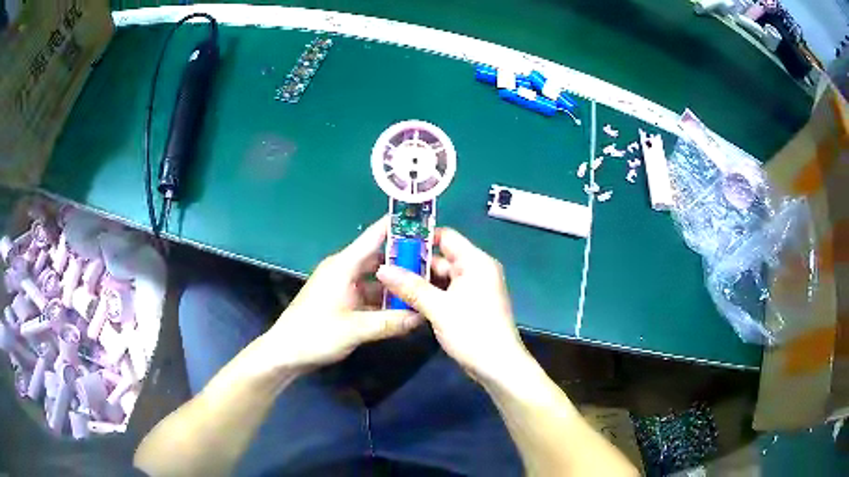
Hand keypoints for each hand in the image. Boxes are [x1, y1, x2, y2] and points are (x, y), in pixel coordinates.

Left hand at [259, 217, 421, 373]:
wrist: (286, 352)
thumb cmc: (315, 334)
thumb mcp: (356, 329)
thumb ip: (390, 322)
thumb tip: (421, 316)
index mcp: (344, 266)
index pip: (374, 237)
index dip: (397, 226)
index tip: (423, 220)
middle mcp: (344, 270)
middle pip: (379, 258)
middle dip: (404, 260)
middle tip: (433, 263)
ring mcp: (343, 286)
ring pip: (375, 278)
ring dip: (395, 283)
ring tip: (422, 286)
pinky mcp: (342, 301)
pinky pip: (368, 294)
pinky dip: (384, 299)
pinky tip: (402, 308)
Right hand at [376, 228, 528, 382]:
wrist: (498, 366)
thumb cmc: (472, 331)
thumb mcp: (438, 308)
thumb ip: (410, 287)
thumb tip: (382, 269)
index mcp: (475, 262)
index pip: (446, 237)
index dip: (420, 238)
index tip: (393, 244)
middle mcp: (476, 270)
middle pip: (442, 258)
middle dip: (414, 264)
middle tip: (385, 267)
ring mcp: (474, 289)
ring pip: (442, 278)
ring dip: (420, 282)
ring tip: (390, 284)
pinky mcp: (470, 305)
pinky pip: (447, 292)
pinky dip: (430, 295)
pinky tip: (407, 300)